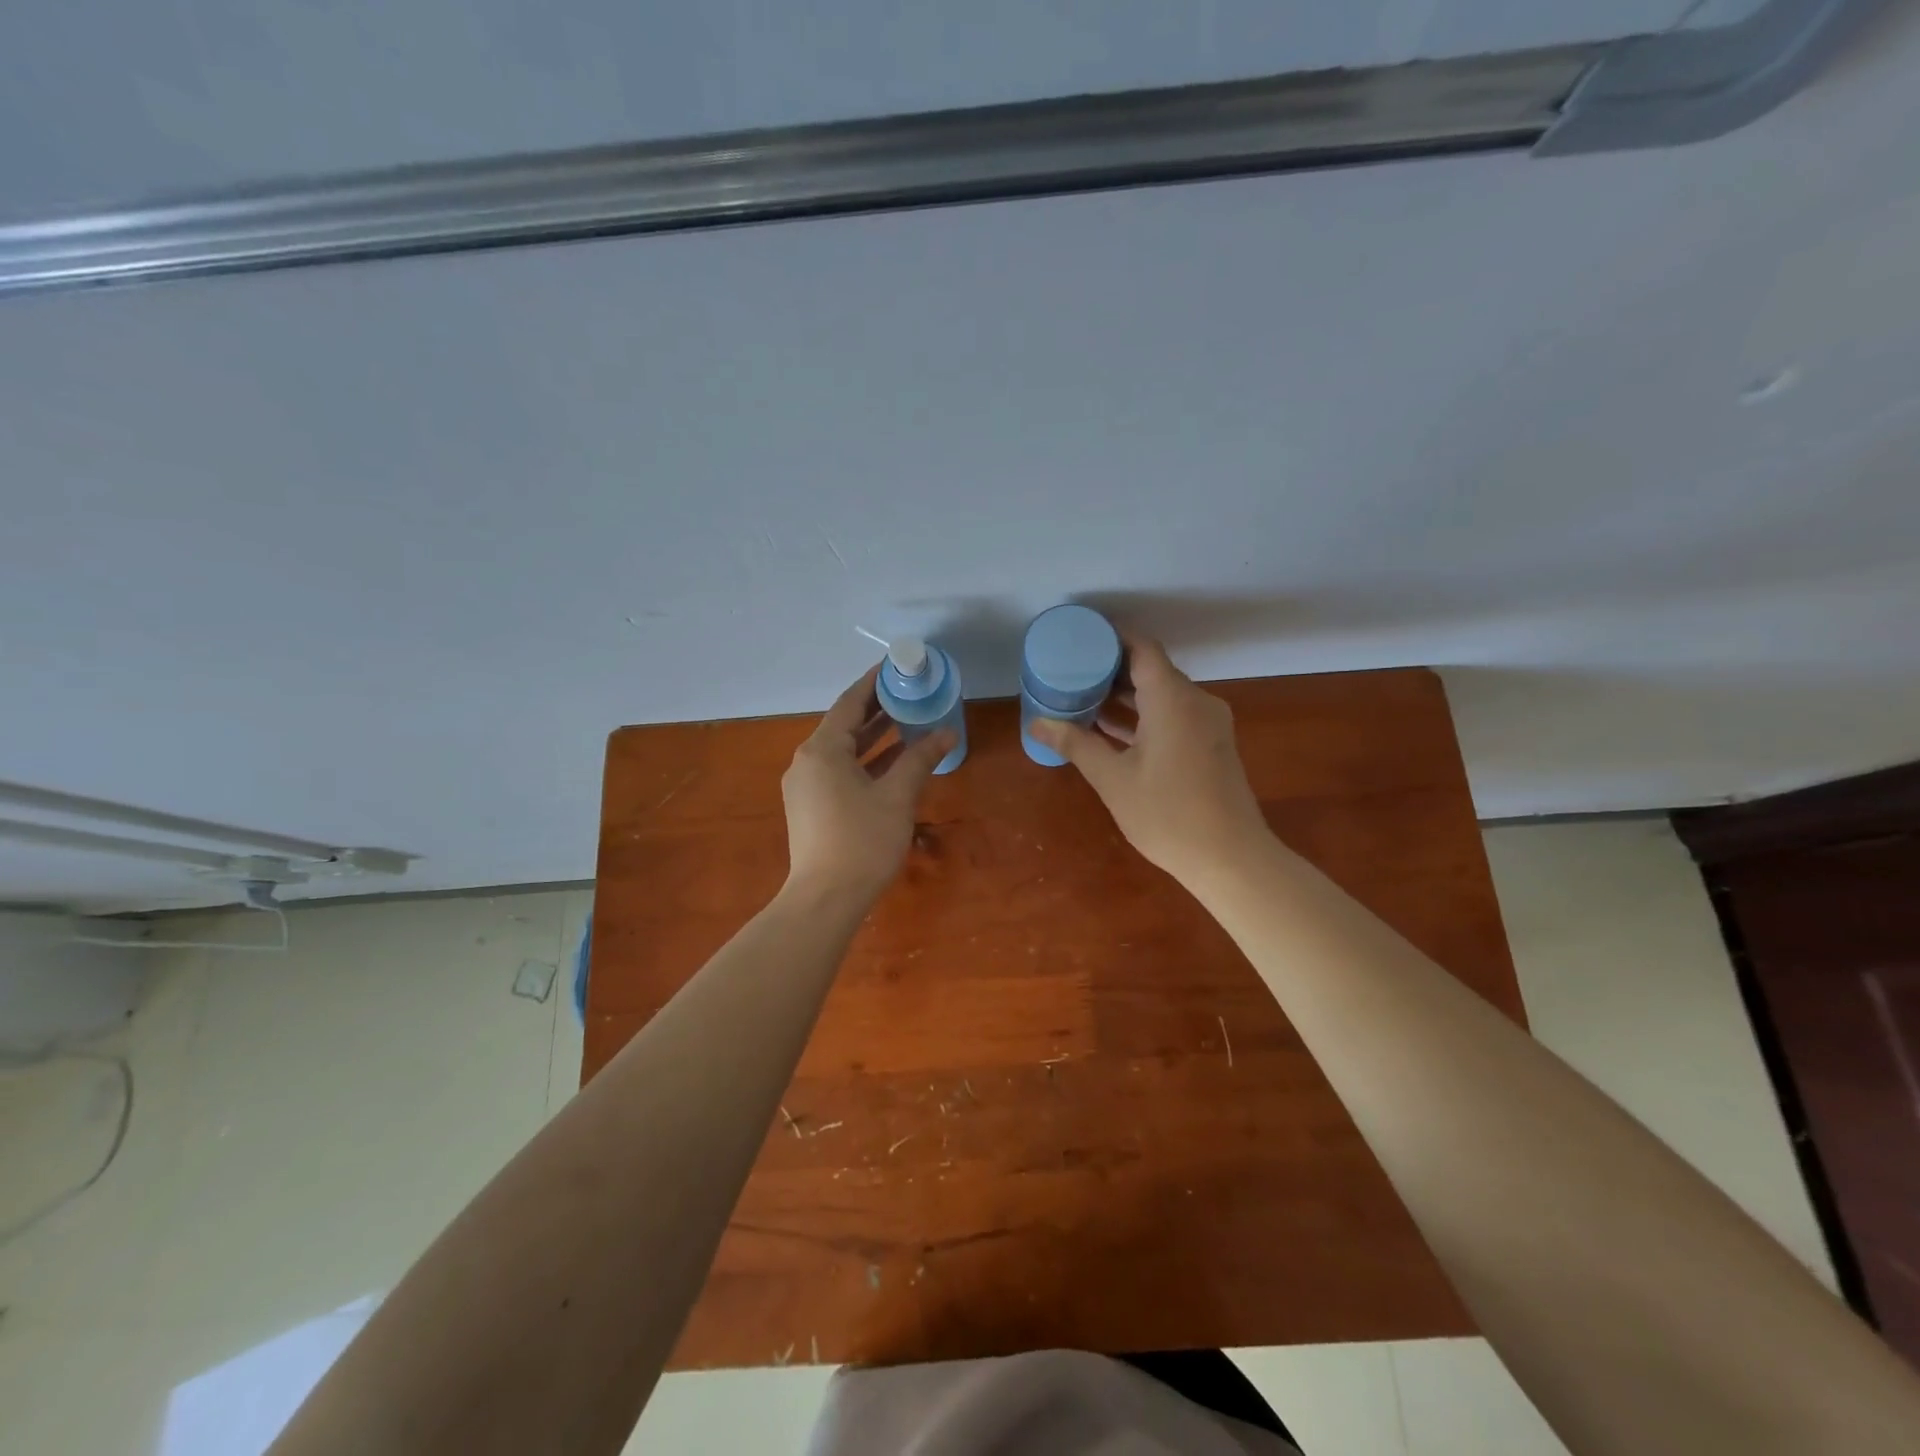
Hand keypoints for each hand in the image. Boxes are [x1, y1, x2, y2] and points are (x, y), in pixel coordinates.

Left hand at [781, 666, 955, 903]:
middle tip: (910, 692)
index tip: (897, 667)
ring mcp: (805, 786)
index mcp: (822, 750)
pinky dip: (864, 763)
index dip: (874, 683)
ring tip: (907, 721)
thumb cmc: (862, 841)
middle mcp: (807, 761)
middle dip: (877, 710)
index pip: (850, 703)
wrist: (825, 900)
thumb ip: (920, 759)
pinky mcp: (810, 807)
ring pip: (842, 750)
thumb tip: (946, 732)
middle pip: (844, 725)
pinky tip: (892, 762)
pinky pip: (839, 771)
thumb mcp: (897, 796)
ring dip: (873, 737)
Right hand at [1029, 635, 1269, 884]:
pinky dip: (1144, 717)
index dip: (1110, 637)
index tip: (1079, 637)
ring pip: (1162, 695)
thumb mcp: (1113, 779)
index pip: (1141, 648)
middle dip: (1111, 669)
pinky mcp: (1211, 745)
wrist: (1231, 859)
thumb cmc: (1168, 814)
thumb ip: (1076, 744)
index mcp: (1173, 699)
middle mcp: (1195, 701)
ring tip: (1082, 699)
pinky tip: (1110, 730)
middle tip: (1070, 671)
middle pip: (1151, 669)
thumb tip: (1037, 723)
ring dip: (1126, 697)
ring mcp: (1207, 724)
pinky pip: (1173, 716)